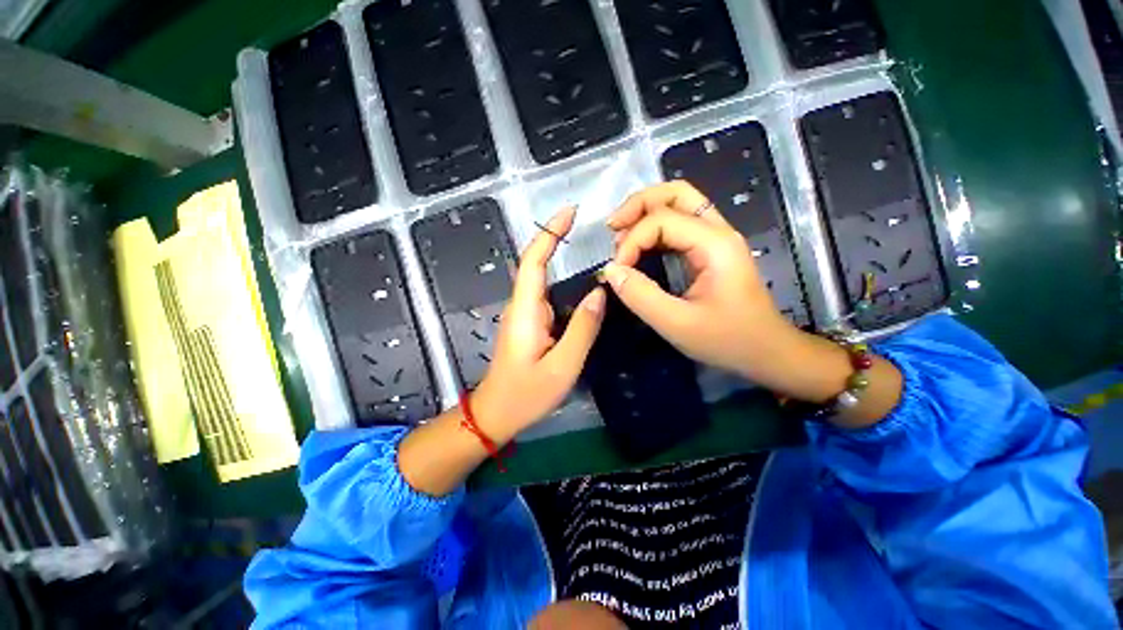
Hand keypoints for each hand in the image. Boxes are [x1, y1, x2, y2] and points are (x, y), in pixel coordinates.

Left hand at [472, 206, 606, 437]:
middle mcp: (522, 306)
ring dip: (562, 263)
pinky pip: (547, 297)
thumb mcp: (563, 366)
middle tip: (590, 229)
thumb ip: (583, 328)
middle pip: (537, 265)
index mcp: (525, 311)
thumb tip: (600, 293)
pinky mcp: (529, 325)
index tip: (569, 212)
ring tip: (593, 256)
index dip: (549, 233)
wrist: (496, 414)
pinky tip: (582, 290)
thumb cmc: (526, 394)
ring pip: (543, 281)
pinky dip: (563, 285)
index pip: (534, 261)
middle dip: (558, 241)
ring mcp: (524, 315)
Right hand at [601, 181, 799, 385]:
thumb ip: (640, 296)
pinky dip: (654, 227)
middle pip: (675, 193)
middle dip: (637, 205)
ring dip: (645, 213)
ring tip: (620, 236)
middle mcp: (717, 231)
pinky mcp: (711, 250)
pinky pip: (679, 224)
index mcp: (714, 244)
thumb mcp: (677, 324)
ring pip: (678, 203)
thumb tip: (610, 271)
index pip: (662, 220)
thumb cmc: (727, 340)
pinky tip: (639, 245)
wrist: (766, 351)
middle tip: (612, 228)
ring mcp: (716, 238)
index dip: (632, 241)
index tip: (616, 271)